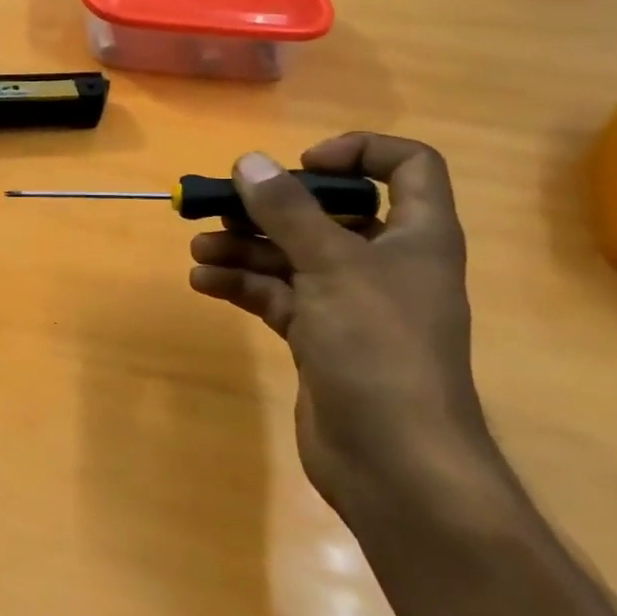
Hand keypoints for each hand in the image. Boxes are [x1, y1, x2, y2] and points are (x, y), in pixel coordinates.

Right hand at [188, 134, 498, 515]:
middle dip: (272, 206)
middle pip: (328, 213)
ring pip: (294, 256)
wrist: (394, 463)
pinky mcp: (320, 339)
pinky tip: (204, 282)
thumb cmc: (379, 347)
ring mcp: (351, 304)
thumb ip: (287, 210)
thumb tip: (249, 161)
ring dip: (246, 247)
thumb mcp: (331, 266)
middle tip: (221, 203)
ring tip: (199, 247)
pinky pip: (278, 296)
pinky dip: (243, 285)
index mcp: (416, 235)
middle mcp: (386, 263)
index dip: (359, 151)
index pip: (407, 167)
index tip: (302, 163)